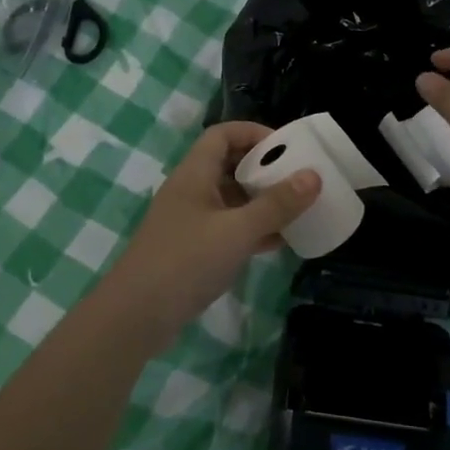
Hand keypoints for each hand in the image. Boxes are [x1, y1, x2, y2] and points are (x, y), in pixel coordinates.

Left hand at [97, 121, 320, 344]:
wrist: (136, 316)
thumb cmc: (186, 261)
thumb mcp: (237, 231)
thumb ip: (276, 204)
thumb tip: (314, 175)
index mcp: (194, 174)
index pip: (223, 134)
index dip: (254, 133)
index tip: (287, 146)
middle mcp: (190, 191)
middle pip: (228, 164)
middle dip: (263, 168)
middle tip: (298, 177)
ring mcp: (189, 222)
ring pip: (230, 199)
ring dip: (260, 201)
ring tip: (296, 207)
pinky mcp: (192, 250)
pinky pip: (228, 228)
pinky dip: (252, 229)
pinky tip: (280, 241)